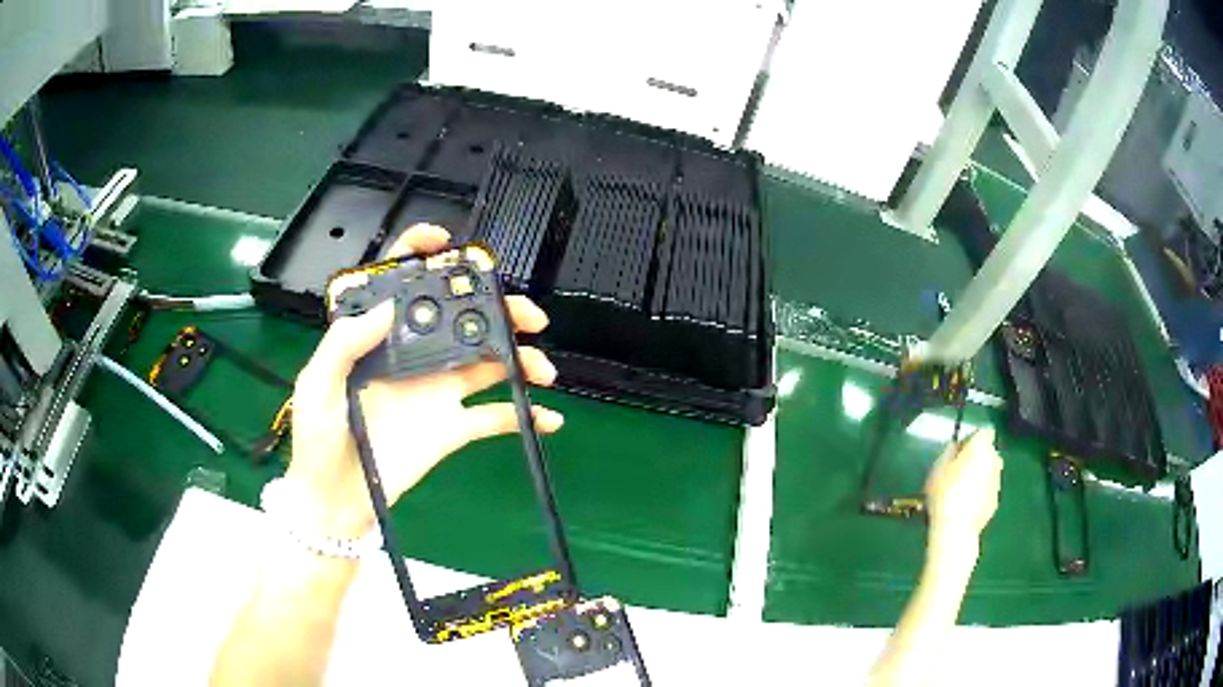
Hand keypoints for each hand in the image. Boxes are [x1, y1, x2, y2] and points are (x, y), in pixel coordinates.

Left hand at [282, 224, 563, 538]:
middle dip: (498, 308)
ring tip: (541, 369)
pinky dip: (524, 415)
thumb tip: (389, 307)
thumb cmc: (318, 440)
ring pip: (487, 362)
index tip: (448, 246)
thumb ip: (343, 343)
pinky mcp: (452, 428)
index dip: (421, 255)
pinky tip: (547, 416)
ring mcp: (436, 391)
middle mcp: (413, 356)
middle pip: (460, 319)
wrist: (336, 501)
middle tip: (526, 315)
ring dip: (520, 358)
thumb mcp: (317, 386)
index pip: (400, 285)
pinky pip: (494, 417)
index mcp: (378, 339)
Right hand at [924, 428, 1003, 562]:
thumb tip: (956, 447)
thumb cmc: (945, 492)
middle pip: (988, 452)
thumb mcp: (938, 467)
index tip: (958, 451)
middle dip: (976, 458)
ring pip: (988, 472)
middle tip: (957, 471)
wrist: (956, 528)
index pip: (984, 432)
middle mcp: (995, 460)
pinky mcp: (996, 501)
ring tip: (960, 491)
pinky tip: (965, 506)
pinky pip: (987, 490)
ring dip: (978, 476)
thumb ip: (949, 452)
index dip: (971, 438)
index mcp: (982, 447)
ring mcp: (997, 482)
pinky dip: (979, 494)